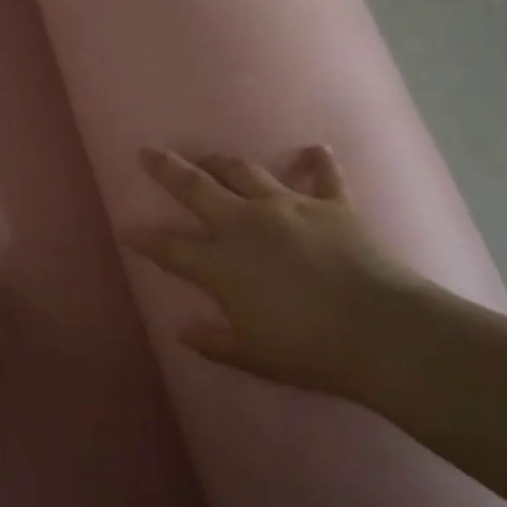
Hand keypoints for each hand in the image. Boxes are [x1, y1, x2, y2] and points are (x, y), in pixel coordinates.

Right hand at [126, 145, 436, 399]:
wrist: (379, 329)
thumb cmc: (308, 349)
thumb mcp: (253, 357)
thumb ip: (214, 341)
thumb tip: (182, 332)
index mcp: (222, 264)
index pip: (170, 248)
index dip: (145, 238)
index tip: (127, 228)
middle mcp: (246, 224)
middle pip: (197, 188)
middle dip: (167, 169)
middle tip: (147, 152)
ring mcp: (289, 207)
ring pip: (245, 172)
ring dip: (222, 162)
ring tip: (209, 158)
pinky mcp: (331, 205)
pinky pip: (323, 175)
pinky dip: (317, 161)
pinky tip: (314, 149)